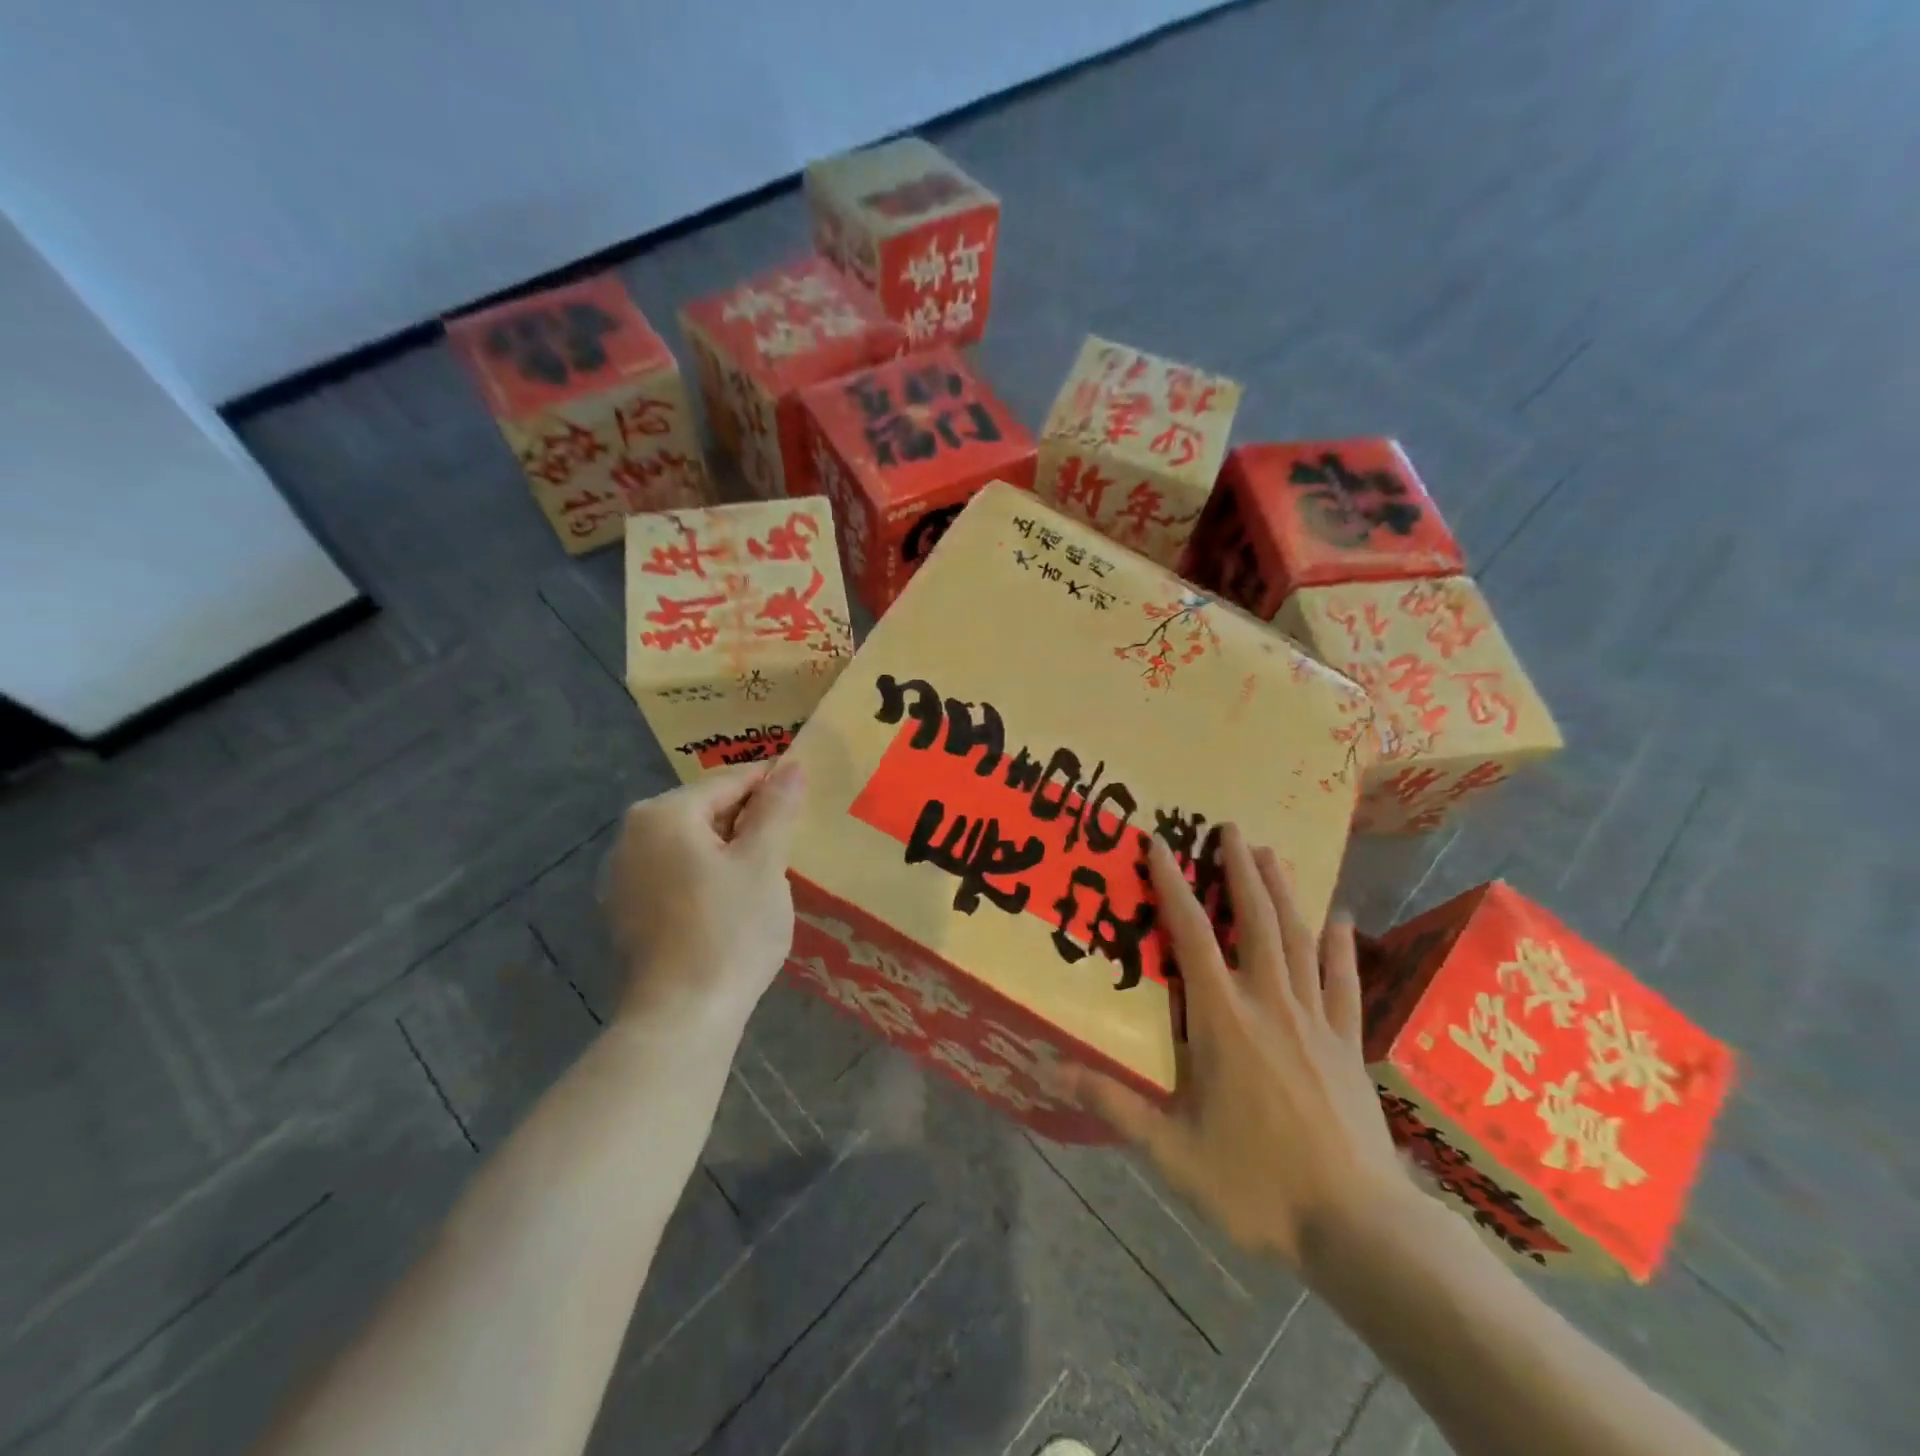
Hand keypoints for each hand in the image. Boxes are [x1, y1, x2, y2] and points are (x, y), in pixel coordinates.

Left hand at [601, 758, 806, 1034]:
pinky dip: (706, 876)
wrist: (681, 1017)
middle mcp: (632, 835)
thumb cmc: (729, 930)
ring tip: (767, 874)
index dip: (772, 786)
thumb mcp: (763, 863)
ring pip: (691, 844)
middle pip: (706, 810)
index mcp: (663, 814)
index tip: (806, 797)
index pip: (729, 782)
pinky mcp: (626, 911)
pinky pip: (676, 873)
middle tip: (790, 845)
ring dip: (730, 850)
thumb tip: (792, 764)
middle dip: (749, 821)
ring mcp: (623, 875)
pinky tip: (732, 903)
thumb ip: (777, 808)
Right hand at [1062, 825, 1411, 1269]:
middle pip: (1255, 921)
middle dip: (1239, 870)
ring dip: (1284, 891)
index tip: (1160, 845)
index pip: (1192, 937)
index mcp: (1223, 1021)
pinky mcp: (1348, 1043)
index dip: (1173, 887)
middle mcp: (1270, 1004)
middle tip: (1229, 829)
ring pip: (1298, 939)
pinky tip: (1341, 919)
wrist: (1361, 1229)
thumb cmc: (1257, 1185)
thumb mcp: (1172, 1152)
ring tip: (1272, 852)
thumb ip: (1115, 1104)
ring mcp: (1316, 1020)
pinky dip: (1341, 946)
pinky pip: (1344, 981)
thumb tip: (1054, 1066)